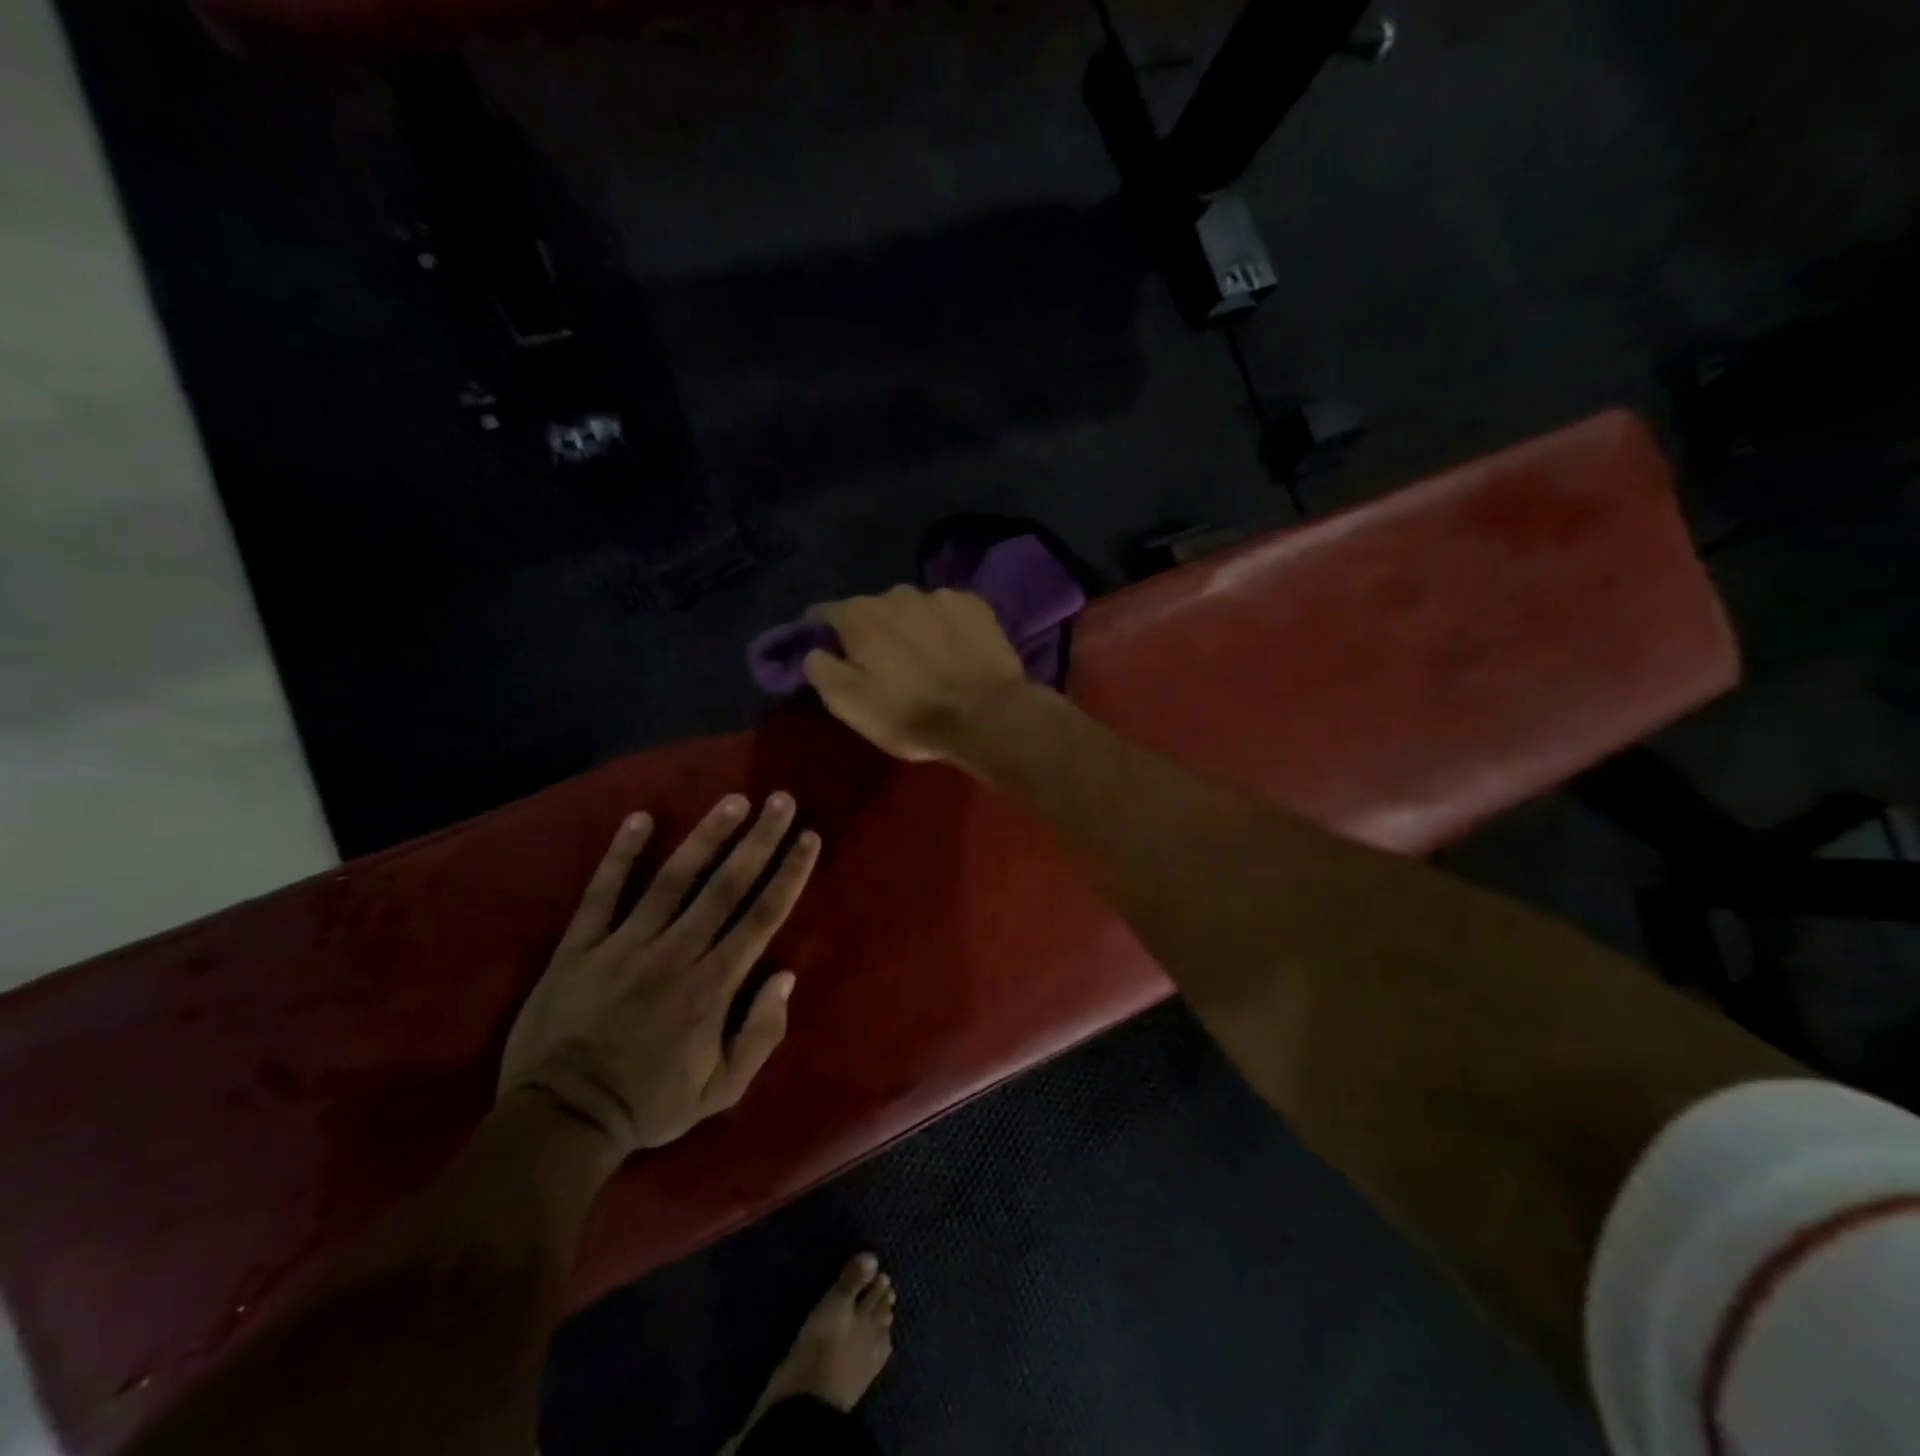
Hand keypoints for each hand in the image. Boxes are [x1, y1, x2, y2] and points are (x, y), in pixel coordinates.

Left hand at [500, 793, 818, 1156]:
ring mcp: (624, 945)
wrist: (560, 1120)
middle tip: (780, 800)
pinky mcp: (580, 947)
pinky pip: (602, 893)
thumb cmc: (648, 1103)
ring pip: (673, 879)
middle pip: (726, 885)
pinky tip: (640, 818)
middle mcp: (676, 952)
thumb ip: (760, 1035)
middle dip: (759, 839)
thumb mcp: (721, 1090)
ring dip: (706, 836)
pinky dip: (620, 854)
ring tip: (733, 800)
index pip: (762, 916)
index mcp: (713, 985)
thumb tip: (785, 977)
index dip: (789, 873)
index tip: (808, 837)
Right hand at [801, 586, 1031, 763]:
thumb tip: (815, 651)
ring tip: (926, 659)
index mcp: (859, 615)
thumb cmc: (911, 714)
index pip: (825, 614)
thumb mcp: (850, 705)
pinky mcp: (976, 605)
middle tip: (885, 666)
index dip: (822, 634)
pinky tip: (956, 652)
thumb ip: (822, 671)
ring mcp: (940, 595)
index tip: (828, 653)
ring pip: (913, 609)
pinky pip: (949, 612)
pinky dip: (946, 627)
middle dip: (873, 632)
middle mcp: (896, 593)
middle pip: (873, 610)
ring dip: (912, 628)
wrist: (987, 715)